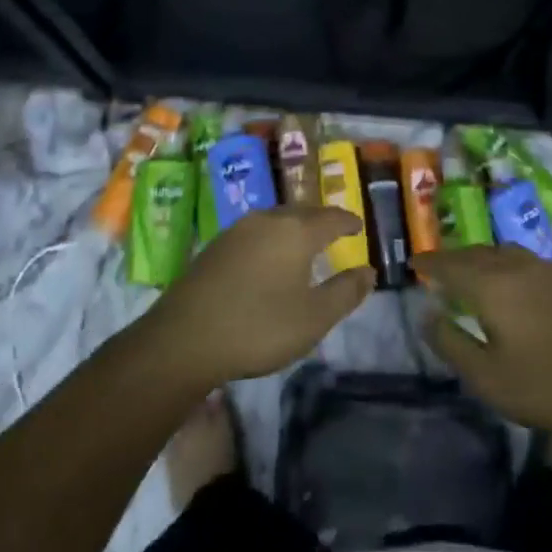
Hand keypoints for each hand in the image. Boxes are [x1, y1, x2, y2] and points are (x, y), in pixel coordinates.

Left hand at [149, 207, 373, 386]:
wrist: (183, 339)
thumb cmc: (258, 327)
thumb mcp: (314, 318)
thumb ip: (345, 292)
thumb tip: (368, 271)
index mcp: (296, 231)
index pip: (331, 217)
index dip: (348, 222)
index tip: (358, 227)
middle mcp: (268, 220)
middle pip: (302, 212)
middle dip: (321, 220)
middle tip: (334, 231)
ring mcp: (237, 230)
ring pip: (276, 219)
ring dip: (294, 227)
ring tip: (304, 242)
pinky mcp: (215, 246)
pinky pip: (255, 232)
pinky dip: (271, 238)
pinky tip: (268, 257)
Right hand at [415, 246, 551, 444]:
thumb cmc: (550, 386)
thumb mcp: (489, 378)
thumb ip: (452, 343)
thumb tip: (427, 315)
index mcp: (492, 284)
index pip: (449, 264)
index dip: (429, 263)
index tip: (412, 263)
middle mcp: (516, 264)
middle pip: (475, 252)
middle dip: (452, 258)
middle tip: (436, 269)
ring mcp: (546, 268)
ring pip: (501, 252)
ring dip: (479, 258)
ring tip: (469, 273)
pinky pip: (523, 259)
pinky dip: (503, 264)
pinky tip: (509, 282)